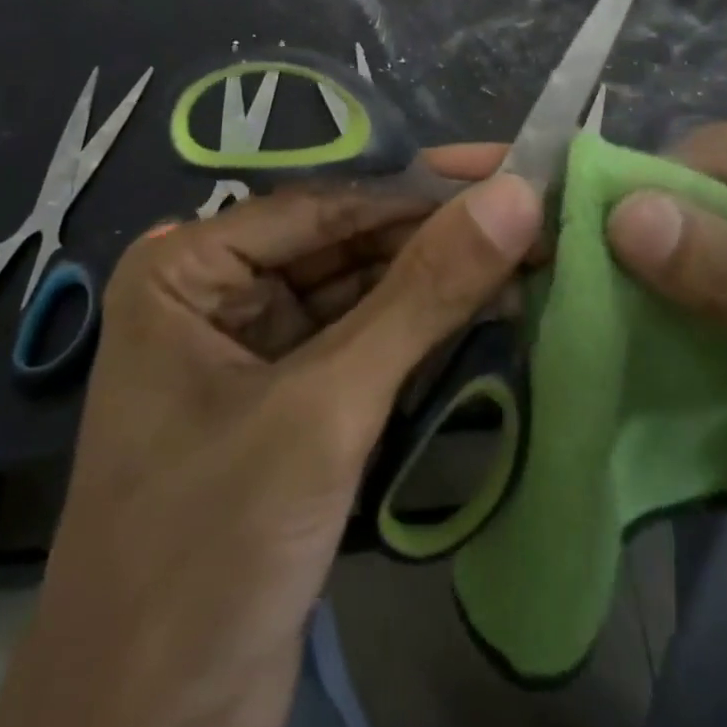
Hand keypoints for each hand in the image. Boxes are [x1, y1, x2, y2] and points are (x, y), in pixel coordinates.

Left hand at [0, 151, 541, 726]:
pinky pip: (366, 345)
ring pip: (364, 295)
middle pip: (348, 246)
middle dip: (439, 239)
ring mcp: (254, 351)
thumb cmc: (210, 552)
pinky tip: (493, 312)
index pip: (328, 206)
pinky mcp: (289, 405)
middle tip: (538, 217)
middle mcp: (217, 293)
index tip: (514, 174)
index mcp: (189, 268)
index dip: (425, 190)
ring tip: (534, 258)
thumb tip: (516, 196)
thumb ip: (423, 295)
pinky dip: (425, 335)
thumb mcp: (325, 409)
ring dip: (441, 285)